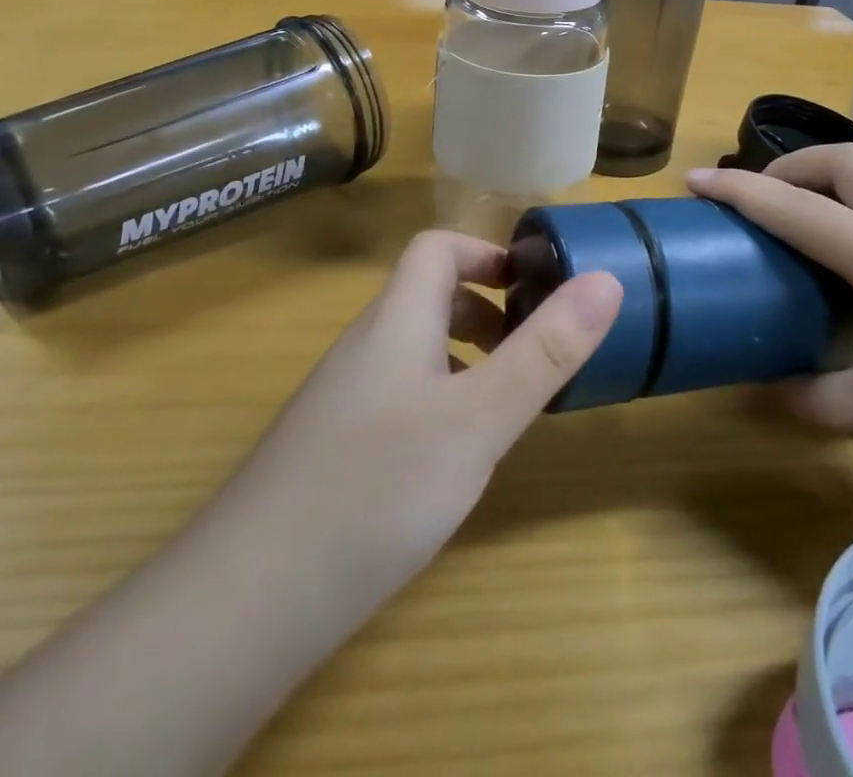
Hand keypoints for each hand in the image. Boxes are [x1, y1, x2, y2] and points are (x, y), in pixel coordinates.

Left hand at [235, 232, 620, 643]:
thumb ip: (545, 351)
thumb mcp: (480, 419)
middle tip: (531, 350)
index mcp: (396, 321)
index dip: (486, 252)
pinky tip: (450, 462)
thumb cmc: (377, 488)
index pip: (436, 249)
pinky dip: (436, 404)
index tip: (533, 285)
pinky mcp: (330, 449)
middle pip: (426, 298)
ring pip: (412, 351)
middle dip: (485, 310)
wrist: (245, 604)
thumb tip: (607, 280)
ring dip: (464, 359)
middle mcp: (364, 347)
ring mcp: (341, 400)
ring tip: (503, 406)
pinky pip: (396, 398)